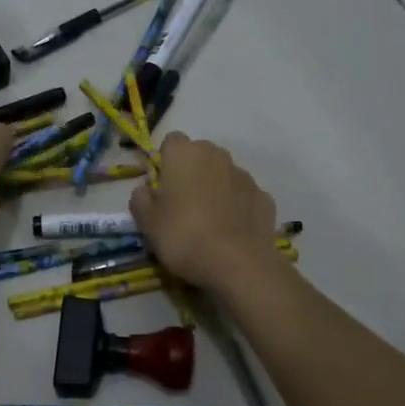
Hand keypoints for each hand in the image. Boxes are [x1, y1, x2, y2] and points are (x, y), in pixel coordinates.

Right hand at [129, 132, 278, 289]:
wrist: (237, 263)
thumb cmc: (183, 236)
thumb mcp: (147, 223)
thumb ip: (140, 199)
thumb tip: (145, 190)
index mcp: (185, 154)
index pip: (171, 142)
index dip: (165, 162)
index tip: (162, 187)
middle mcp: (217, 155)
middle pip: (200, 155)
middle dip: (191, 173)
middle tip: (182, 205)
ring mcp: (244, 175)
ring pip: (223, 174)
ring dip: (215, 188)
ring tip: (208, 221)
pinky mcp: (264, 197)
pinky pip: (243, 195)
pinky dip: (236, 206)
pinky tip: (230, 231)